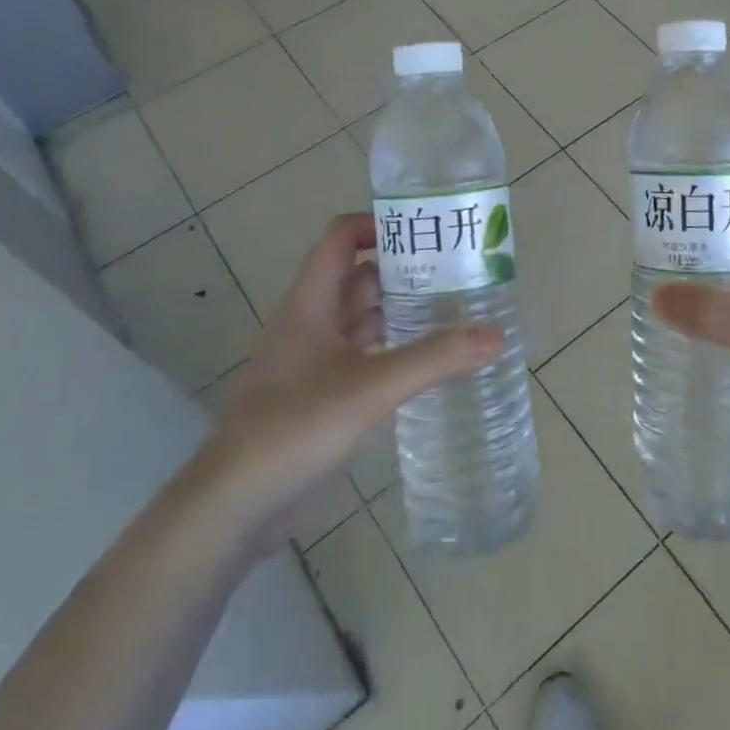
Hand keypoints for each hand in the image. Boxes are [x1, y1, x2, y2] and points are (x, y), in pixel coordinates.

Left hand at [197, 213, 499, 552]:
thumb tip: (497, 335)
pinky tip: (425, 365)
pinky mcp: (317, 397)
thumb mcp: (371, 387)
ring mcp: (311, 362)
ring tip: (453, 313)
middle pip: (358, 278)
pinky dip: (391, 353)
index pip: (340, 238)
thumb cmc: (296, 426)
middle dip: (403, 271)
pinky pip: (361, 359)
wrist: (233, 505)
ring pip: (361, 320)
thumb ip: (435, 359)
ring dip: (399, 313)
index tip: (427, 234)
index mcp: (310, 302)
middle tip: (456, 274)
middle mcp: (309, 323)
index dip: (378, 224)